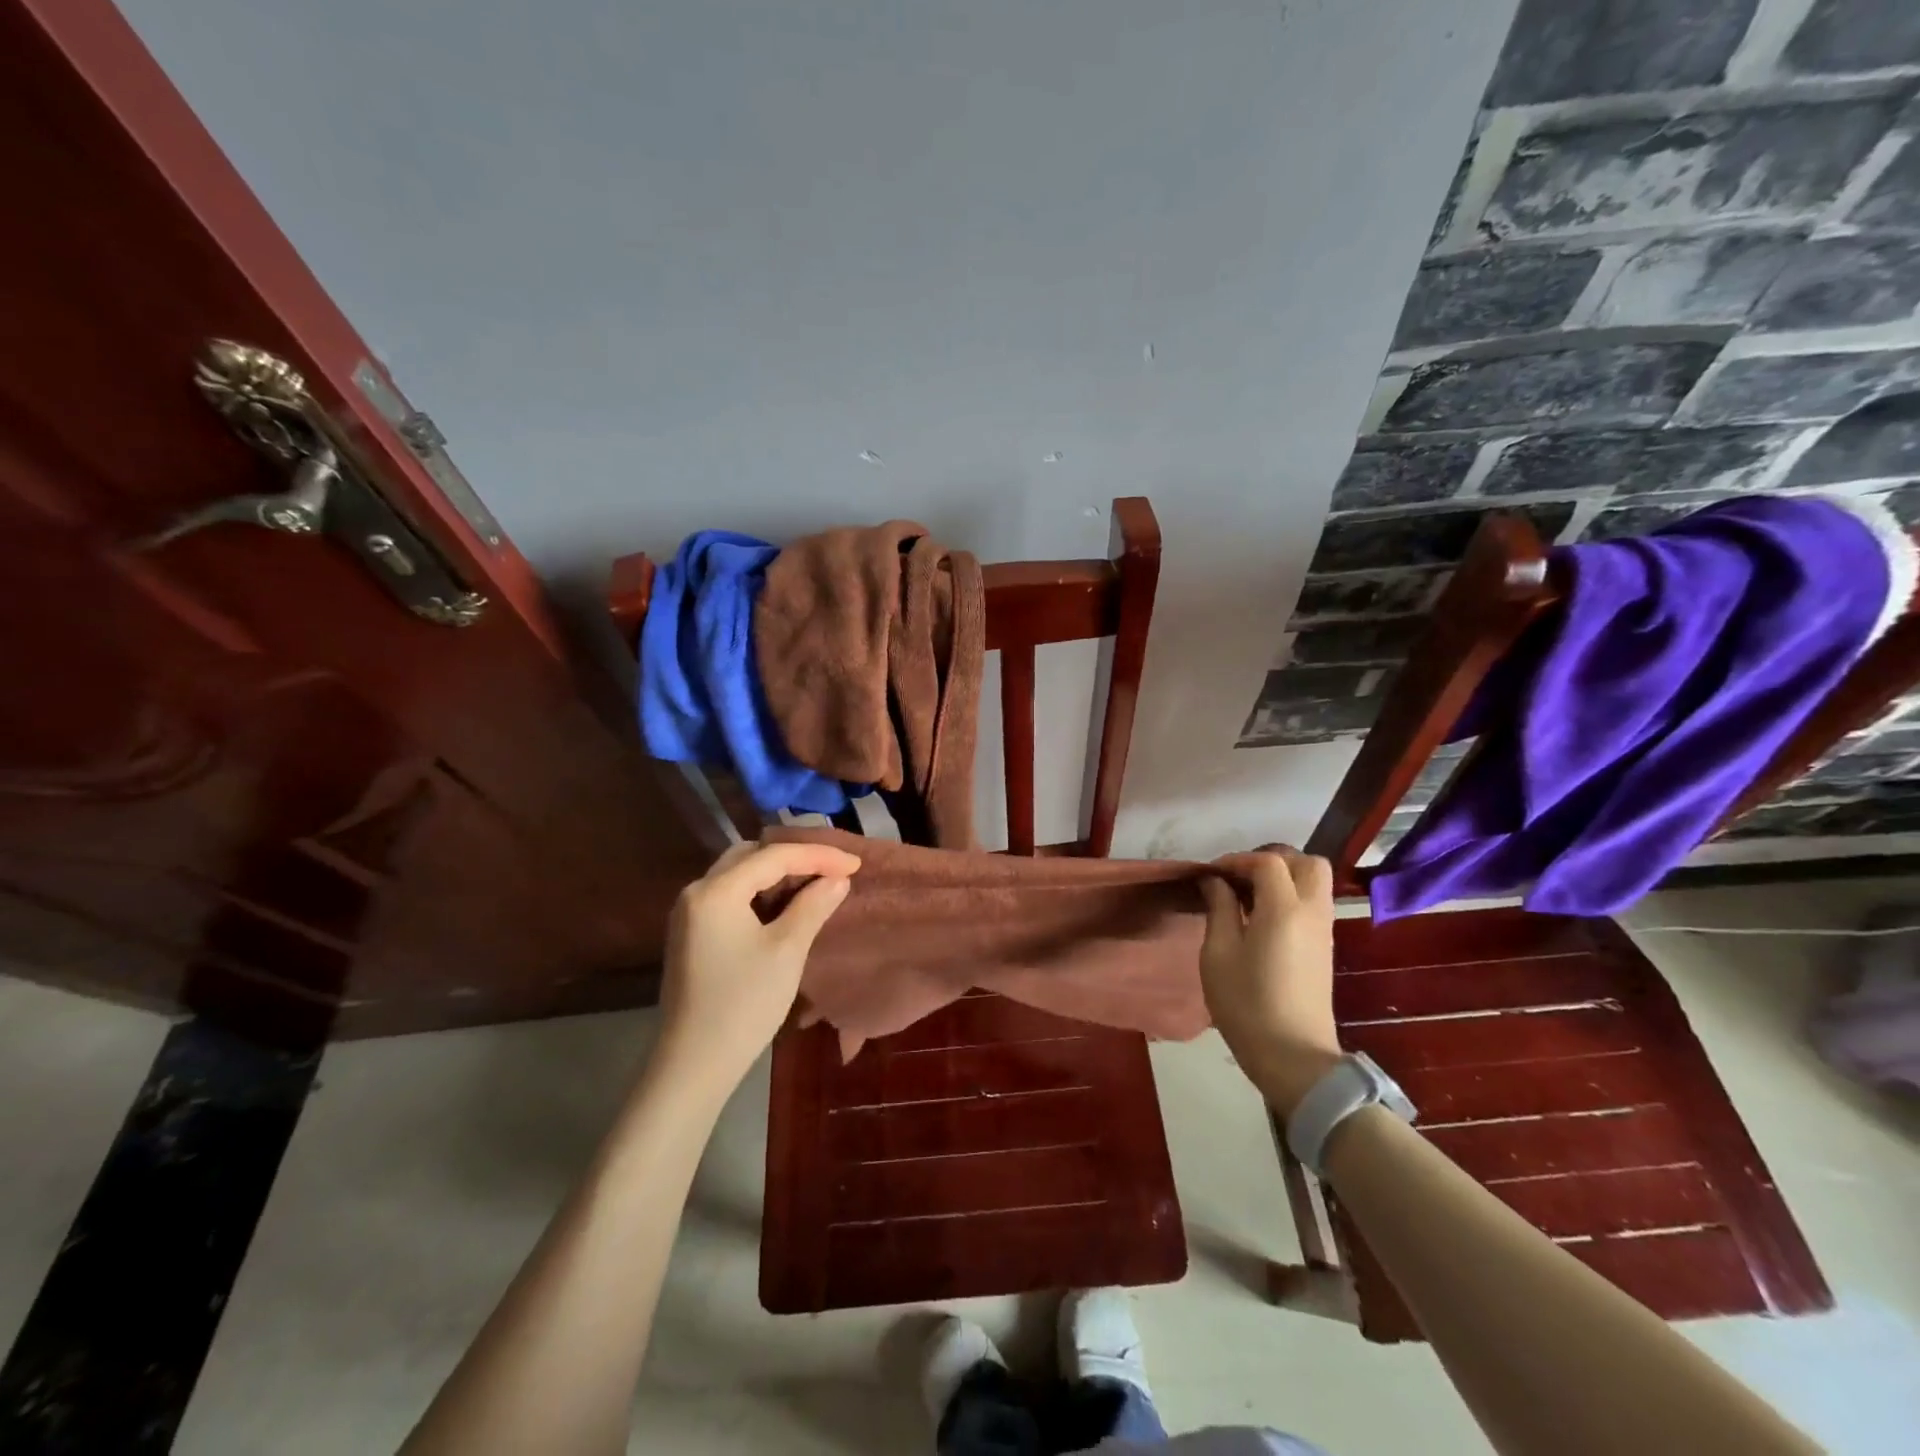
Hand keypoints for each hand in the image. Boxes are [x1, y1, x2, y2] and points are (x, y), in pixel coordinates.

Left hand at [655, 839, 860, 1090]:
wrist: (693, 1065)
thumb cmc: (743, 1005)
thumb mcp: (787, 951)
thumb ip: (813, 905)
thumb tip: (837, 879)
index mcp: (715, 890)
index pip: (774, 856)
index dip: (818, 855)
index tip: (856, 863)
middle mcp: (696, 891)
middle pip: (752, 856)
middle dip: (796, 857)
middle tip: (835, 868)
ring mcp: (690, 913)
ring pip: (740, 874)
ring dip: (778, 873)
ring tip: (818, 881)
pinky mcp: (693, 933)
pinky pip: (732, 895)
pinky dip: (761, 891)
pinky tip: (787, 903)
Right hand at [1198, 848, 1342, 1117]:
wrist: (1292, 1056)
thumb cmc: (1246, 1003)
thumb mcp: (1218, 953)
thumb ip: (1219, 908)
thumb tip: (1216, 881)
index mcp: (1284, 909)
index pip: (1268, 861)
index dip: (1237, 860)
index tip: (1211, 874)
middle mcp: (1312, 911)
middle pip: (1306, 862)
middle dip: (1271, 859)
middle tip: (1239, 878)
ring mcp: (1324, 929)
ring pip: (1315, 881)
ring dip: (1283, 876)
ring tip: (1248, 896)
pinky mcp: (1325, 947)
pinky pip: (1314, 902)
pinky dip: (1291, 895)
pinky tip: (1262, 917)